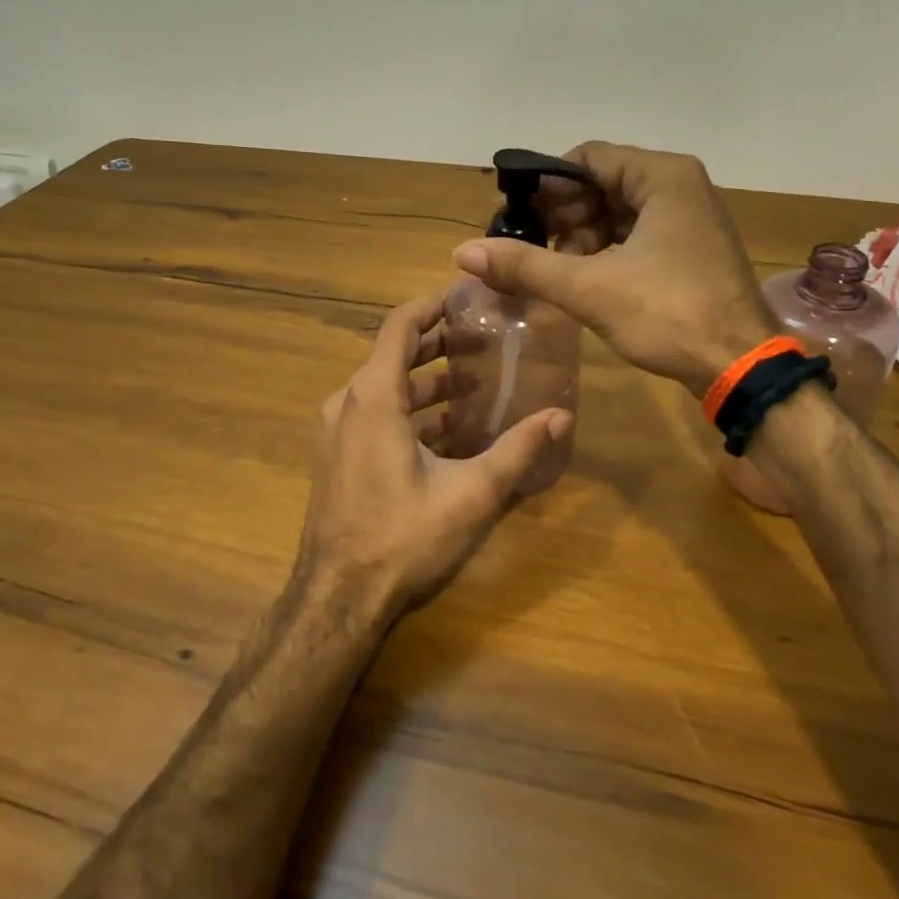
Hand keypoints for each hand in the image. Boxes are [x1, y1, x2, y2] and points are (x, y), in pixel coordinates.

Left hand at [295, 290, 572, 624]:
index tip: (465, 298)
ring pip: (385, 389)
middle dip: (438, 346)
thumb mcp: (472, 493)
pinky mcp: (337, 458)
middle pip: (394, 355)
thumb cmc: (403, 538)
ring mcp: (337, 433)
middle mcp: (348, 404)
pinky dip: (409, 413)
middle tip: (483, 345)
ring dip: (426, 383)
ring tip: (473, 387)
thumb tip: (561, 416)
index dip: (431, 305)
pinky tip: (447, 433)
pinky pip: (375, 417)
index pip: (400, 326)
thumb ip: (518, 449)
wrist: (338, 600)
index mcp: (374, 397)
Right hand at [453, 142, 776, 395]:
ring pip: (620, 211)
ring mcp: (692, 217)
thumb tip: (463, 252)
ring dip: (583, 236)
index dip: (547, 186)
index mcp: (663, 176)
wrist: (741, 367)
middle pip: (603, 182)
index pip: (587, 157)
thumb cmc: (669, 314)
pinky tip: (585, 278)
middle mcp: (681, 185)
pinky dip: (608, 249)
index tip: (518, 218)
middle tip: (532, 249)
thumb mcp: (590, 288)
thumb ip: (526, 265)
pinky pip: (639, 233)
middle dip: (564, 215)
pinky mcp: (693, 247)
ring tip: (555, 270)